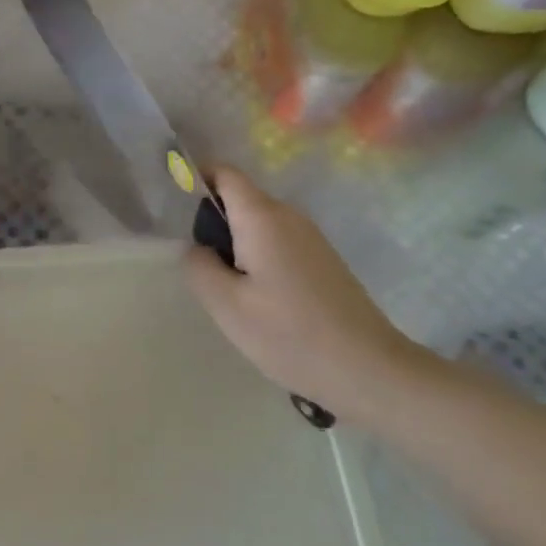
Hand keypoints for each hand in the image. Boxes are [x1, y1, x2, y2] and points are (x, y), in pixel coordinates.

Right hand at [184, 167, 432, 426]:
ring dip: (236, 248)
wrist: (370, 371)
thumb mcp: (226, 305)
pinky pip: (277, 244)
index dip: (196, 180)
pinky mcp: (322, 261)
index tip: (176, 212)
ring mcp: (310, 238)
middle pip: (239, 200)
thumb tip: (196, 248)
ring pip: (257, 226)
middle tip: (202, 272)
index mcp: (262, 217)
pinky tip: (261, 304)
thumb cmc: (290, 335)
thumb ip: (198, 266)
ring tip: (231, 295)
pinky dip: (258, 261)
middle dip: (213, 226)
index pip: (224, 174)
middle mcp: (289, 216)